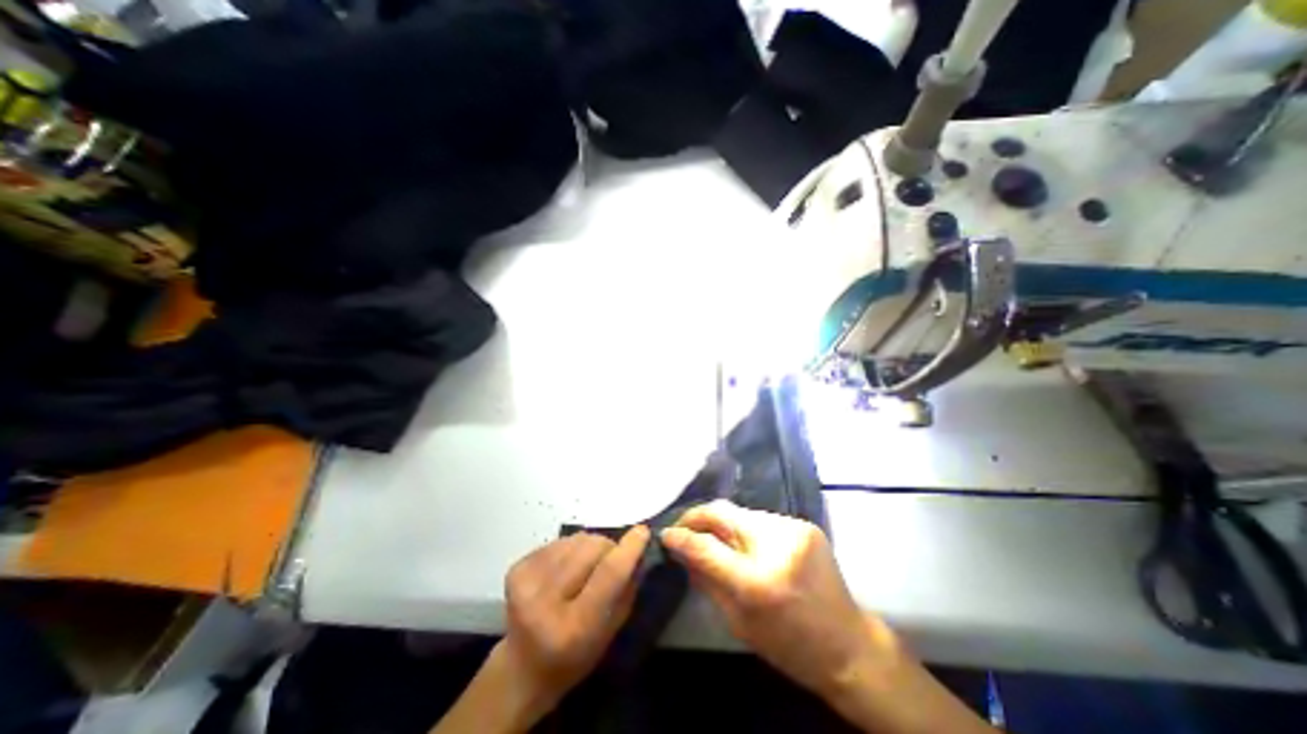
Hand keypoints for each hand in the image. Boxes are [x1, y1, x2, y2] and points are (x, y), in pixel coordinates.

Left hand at [497, 527, 646, 711]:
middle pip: (591, 549)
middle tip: (610, 560)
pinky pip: (559, 541)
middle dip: (608, 547)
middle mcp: (546, 602)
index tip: (643, 532)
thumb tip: (638, 550)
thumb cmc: (574, 656)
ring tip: (585, 567)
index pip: (608, 574)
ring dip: (589, 546)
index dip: (629, 549)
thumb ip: (626, 591)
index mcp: (574, 627)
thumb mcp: (609, 634)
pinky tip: (565, 568)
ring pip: (576, 539)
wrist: (522, 667)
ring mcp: (526, 583)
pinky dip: (571, 548)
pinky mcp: (517, 568)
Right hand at [664, 505, 898, 699]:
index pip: (707, 546)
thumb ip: (707, 579)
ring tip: (712, 535)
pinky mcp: (804, 524)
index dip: (682, 536)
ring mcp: (794, 529)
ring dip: (723, 523)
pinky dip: (745, 527)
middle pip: (724, 513)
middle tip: (683, 526)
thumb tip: (681, 549)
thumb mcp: (739, 622)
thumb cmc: (790, 646)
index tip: (666, 533)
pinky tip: (742, 541)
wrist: (849, 646)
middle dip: (699, 517)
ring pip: (742, 513)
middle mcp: (777, 546)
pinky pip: (761, 519)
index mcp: (759, 582)